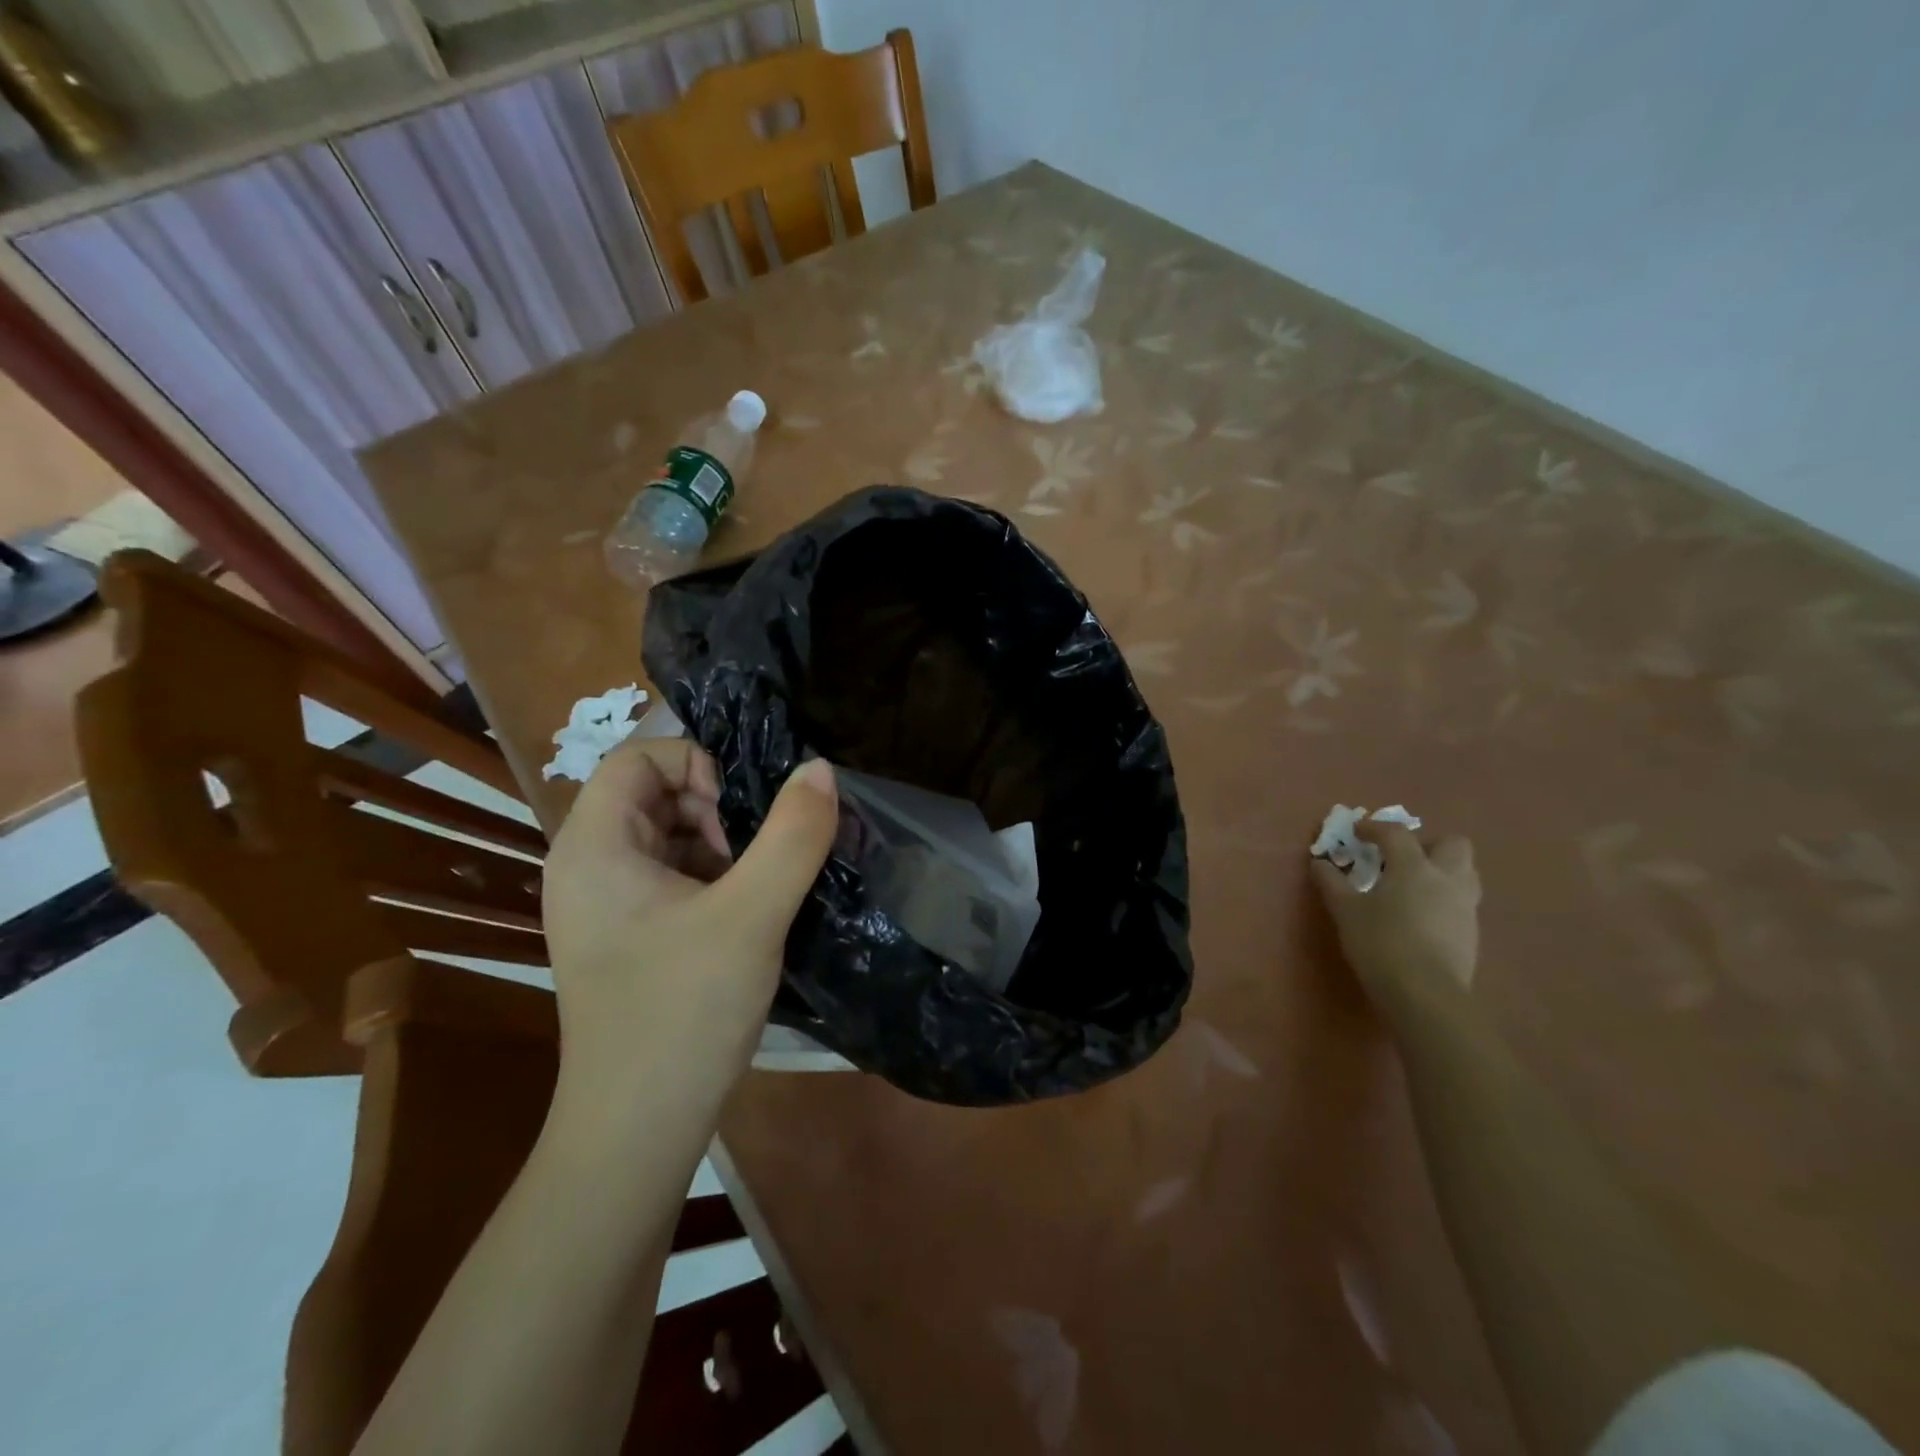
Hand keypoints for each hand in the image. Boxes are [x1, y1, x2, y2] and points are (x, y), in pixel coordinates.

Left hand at [540, 737, 837, 1121]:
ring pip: (669, 836)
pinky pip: (671, 877)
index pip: (638, 757)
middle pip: (653, 794)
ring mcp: (605, 905)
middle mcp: (587, 866)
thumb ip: (792, 835)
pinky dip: (713, 879)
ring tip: (754, 891)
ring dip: (720, 846)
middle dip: (715, 810)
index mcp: (593, 846)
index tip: (741, 813)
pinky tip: (744, 917)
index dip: (696, 765)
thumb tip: (820, 769)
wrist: (637, 1132)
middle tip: (753, 858)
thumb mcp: (752, 915)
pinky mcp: (627, 936)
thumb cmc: (683, 1012)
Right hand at [1311, 820, 1480, 1002]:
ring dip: (1442, 870)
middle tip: (1400, 858)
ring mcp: (1464, 906)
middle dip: (1427, 844)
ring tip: (1413, 885)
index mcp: (1414, 867)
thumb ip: (1331, 882)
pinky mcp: (1471, 933)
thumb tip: (1319, 863)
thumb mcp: (1345, 911)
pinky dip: (1443, 898)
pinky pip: (1462, 901)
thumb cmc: (1380, 943)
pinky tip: (1421, 916)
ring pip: (1465, 872)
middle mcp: (1446, 879)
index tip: (1357, 831)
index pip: (1396, 833)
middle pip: (1453, 844)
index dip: (1374, 827)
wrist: (1425, 994)